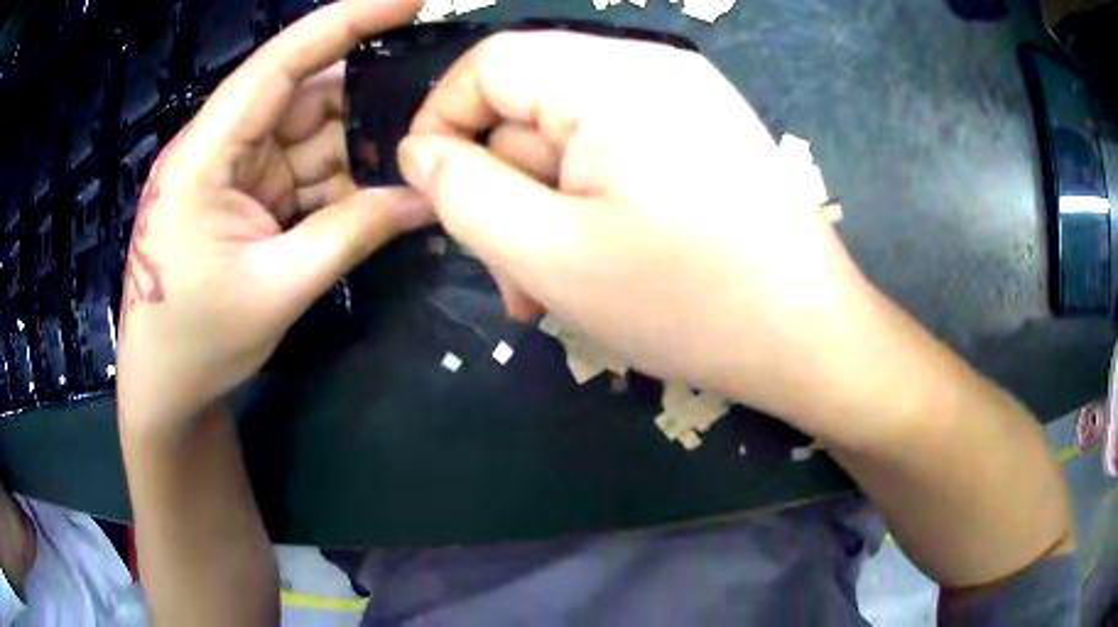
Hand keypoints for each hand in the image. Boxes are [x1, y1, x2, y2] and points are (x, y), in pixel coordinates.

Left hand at [117, 0, 431, 428]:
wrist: (166, 390)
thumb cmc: (198, 343)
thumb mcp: (277, 289)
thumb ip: (350, 234)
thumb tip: (426, 198)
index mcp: (206, 155)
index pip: (281, 63)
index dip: (346, 20)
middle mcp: (218, 147)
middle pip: (303, 97)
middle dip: (367, 101)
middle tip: (434, 110)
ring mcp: (230, 172)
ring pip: (308, 136)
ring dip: (358, 150)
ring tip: (415, 160)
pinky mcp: (241, 197)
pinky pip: (300, 173)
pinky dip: (338, 182)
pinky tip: (377, 194)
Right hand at [398, 32, 879, 430]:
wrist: (811, 340)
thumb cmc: (689, 303)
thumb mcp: (550, 254)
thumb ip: (464, 192)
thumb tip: (420, 152)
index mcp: (613, 76)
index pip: (489, 64)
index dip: (442, 121)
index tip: (431, 193)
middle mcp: (651, 68)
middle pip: (530, 106)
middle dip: (505, 190)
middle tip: (510, 277)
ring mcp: (683, 101)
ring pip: (569, 140)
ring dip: (545, 211)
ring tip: (553, 290)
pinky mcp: (701, 137)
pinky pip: (614, 154)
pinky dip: (589, 205)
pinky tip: (599, 266)